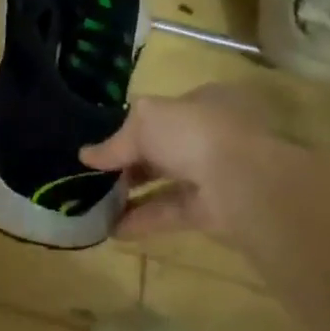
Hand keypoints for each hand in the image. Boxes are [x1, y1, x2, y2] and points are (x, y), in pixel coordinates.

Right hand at [80, 85, 329, 255]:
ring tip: (96, 205)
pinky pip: (173, 212)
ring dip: (134, 194)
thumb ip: (115, 142)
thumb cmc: (193, 132)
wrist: (244, 181)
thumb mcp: (143, 122)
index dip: (135, 125)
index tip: (106, 143)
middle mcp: (214, 135)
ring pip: (168, 182)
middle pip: (165, 148)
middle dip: (131, 163)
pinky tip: (113, 228)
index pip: (166, 112)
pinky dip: (144, 220)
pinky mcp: (216, 211)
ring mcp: (218, 174)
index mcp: (205, 102)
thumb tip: (86, 156)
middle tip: (96, 176)